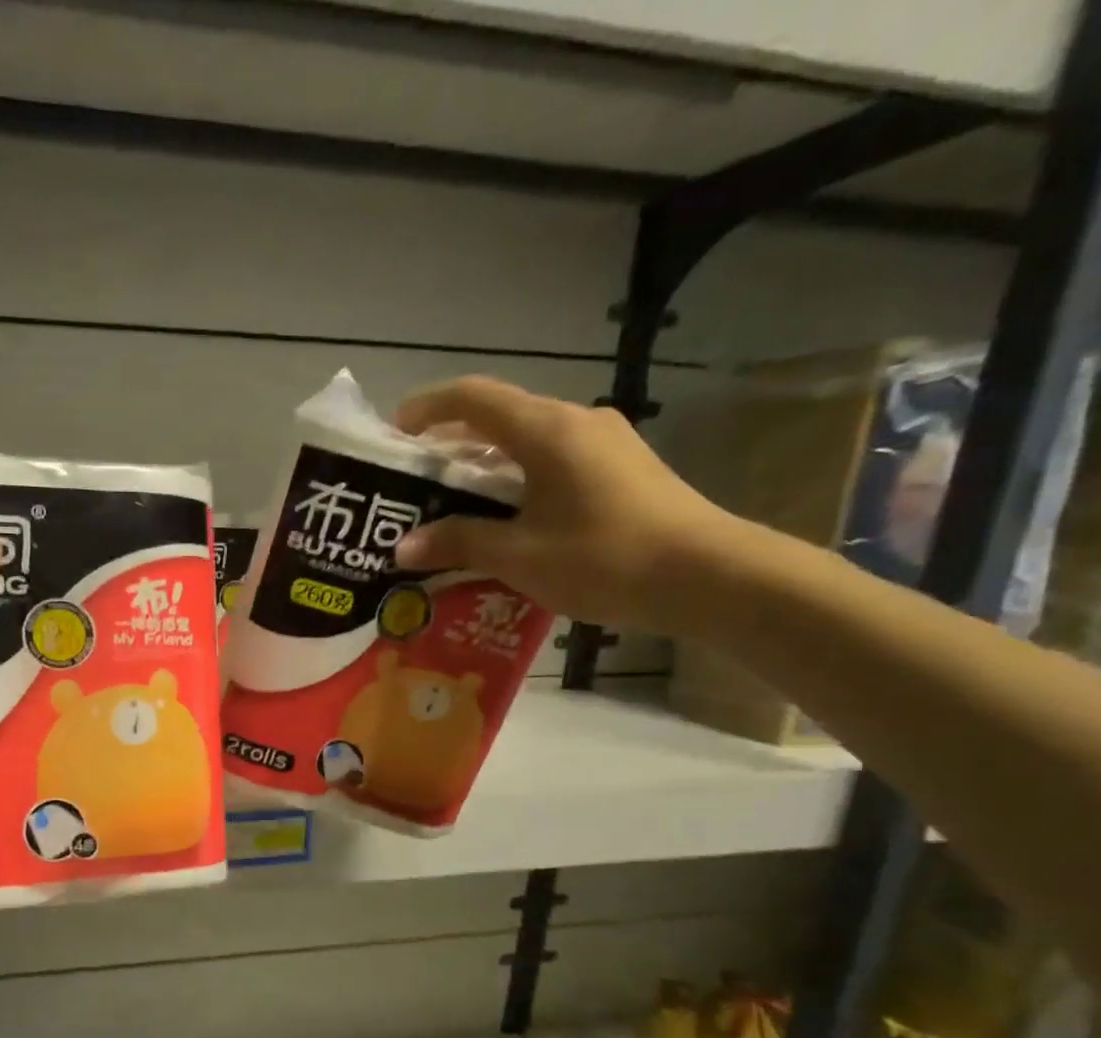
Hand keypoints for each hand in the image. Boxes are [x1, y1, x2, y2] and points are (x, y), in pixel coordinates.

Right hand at [391, 376, 747, 636]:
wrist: (707, 576)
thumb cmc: (603, 557)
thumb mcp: (518, 555)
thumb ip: (457, 543)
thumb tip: (402, 548)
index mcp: (545, 430)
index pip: (473, 398)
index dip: (427, 407)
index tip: (394, 433)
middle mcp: (575, 422)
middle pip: (499, 418)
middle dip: (450, 444)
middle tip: (414, 481)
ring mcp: (603, 444)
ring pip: (526, 442)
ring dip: (484, 466)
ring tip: (451, 505)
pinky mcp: (619, 470)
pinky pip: (551, 462)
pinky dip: (515, 480)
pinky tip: (504, 520)